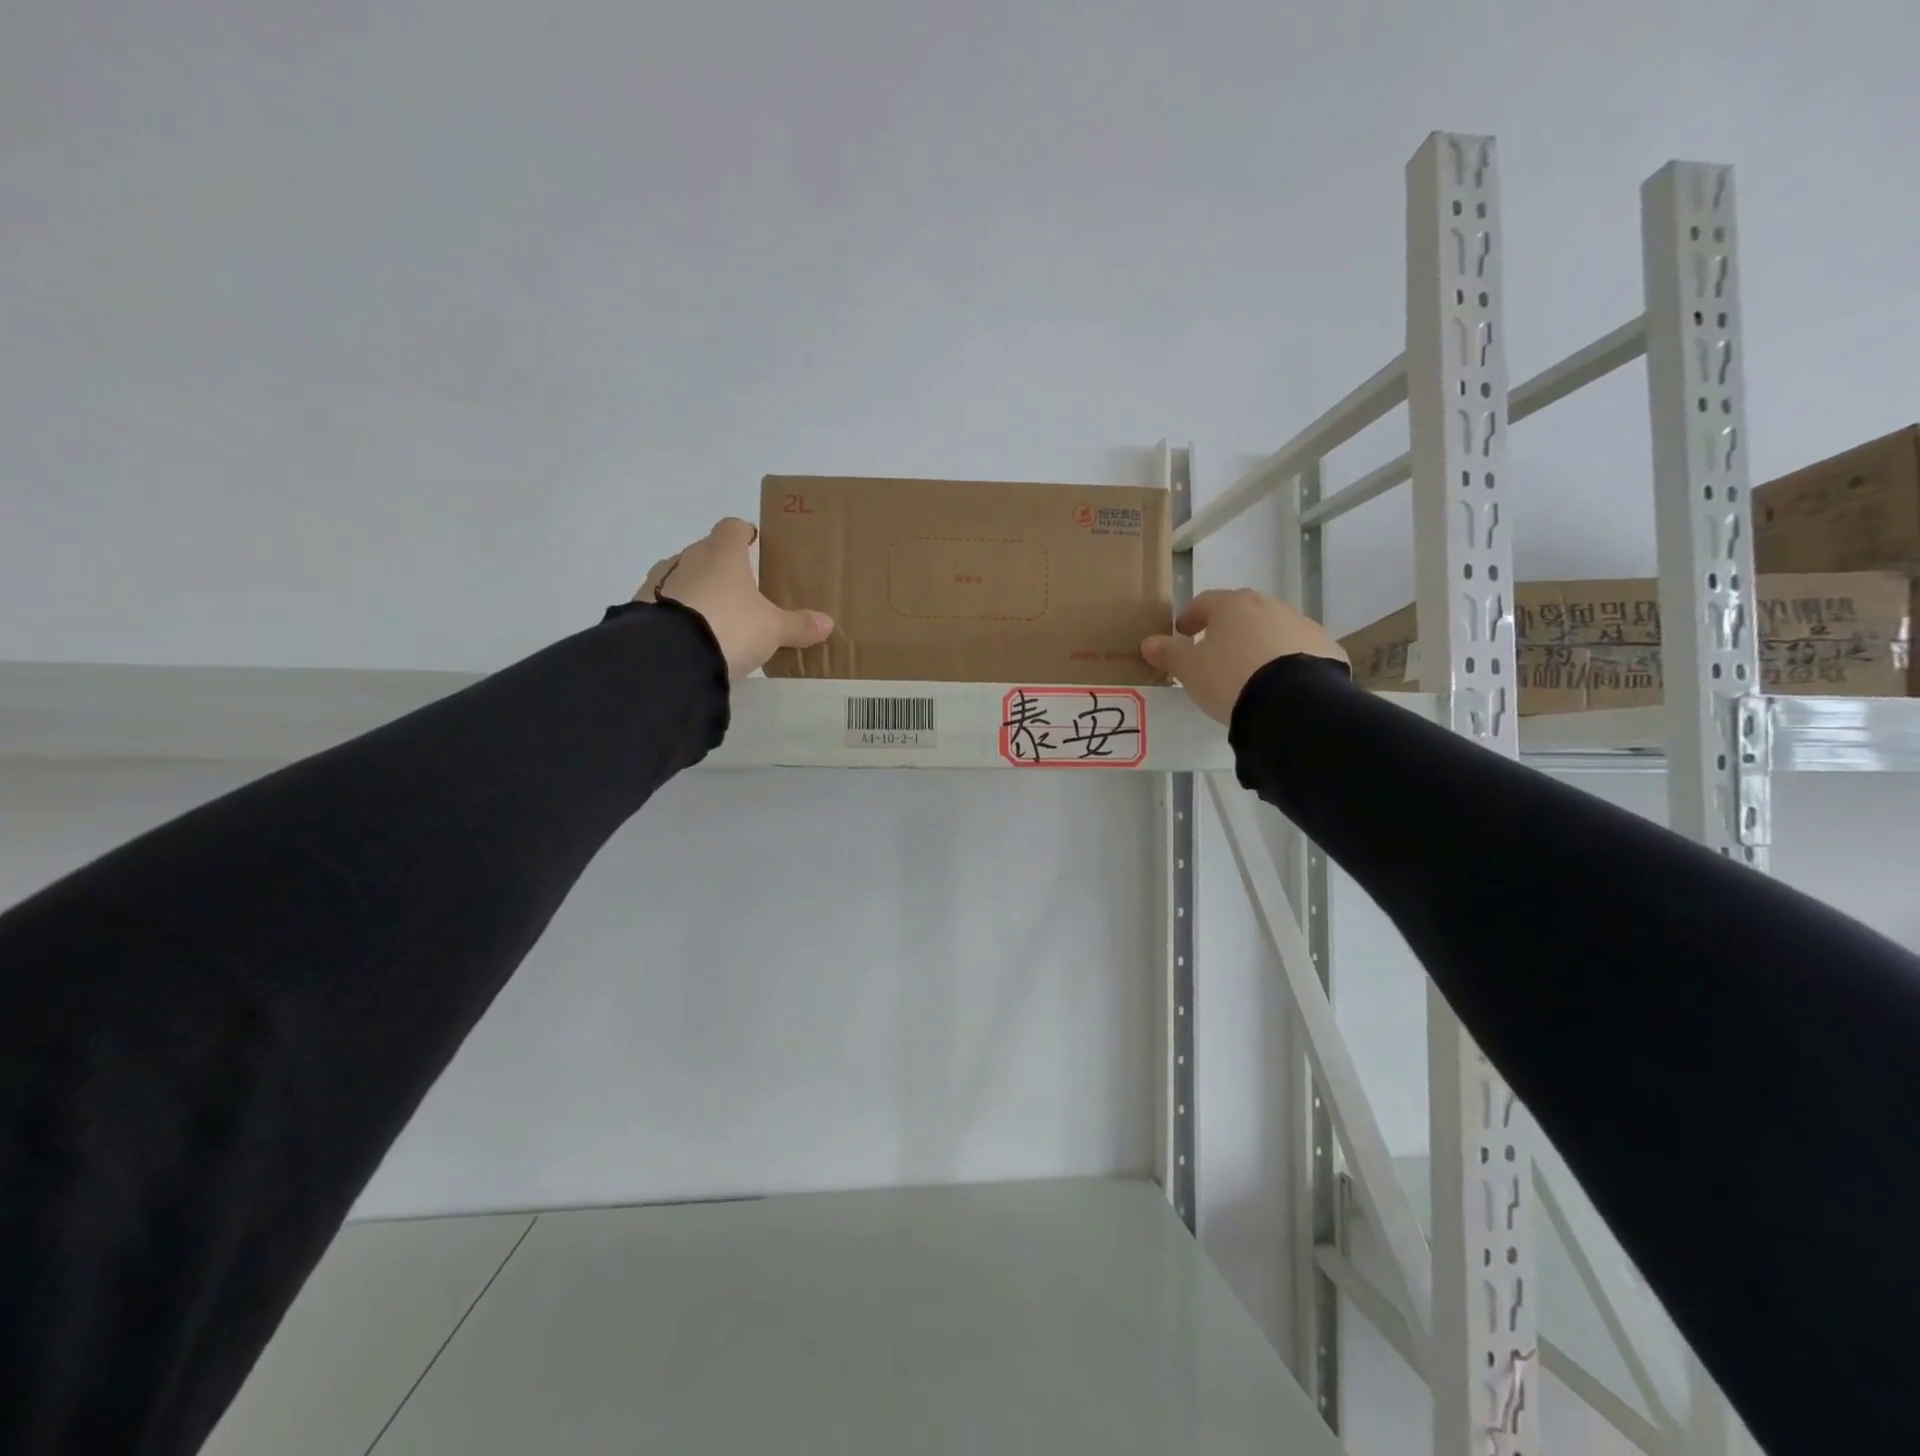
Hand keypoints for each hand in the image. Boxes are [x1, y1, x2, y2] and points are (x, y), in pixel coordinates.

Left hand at [636, 518, 833, 680]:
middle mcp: (688, 558)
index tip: (754, 545)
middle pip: (707, 552)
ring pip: (682, 577)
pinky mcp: (639, 608)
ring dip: (696, 591)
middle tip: (741, 593)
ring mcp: (659, 581)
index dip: (745, 534)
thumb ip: (798, 625)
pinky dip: (676, 614)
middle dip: (722, 568)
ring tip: (714, 619)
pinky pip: (663, 604)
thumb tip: (827, 623)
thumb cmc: (730, 627)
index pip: (733, 527)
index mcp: (723, 553)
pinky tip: (689, 637)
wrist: (670, 656)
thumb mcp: (772, 630)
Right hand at [1142, 589, 1346, 723]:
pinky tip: (1279, 685)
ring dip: (1258, 644)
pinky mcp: (1327, 648)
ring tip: (1248, 673)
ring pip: (1272, 630)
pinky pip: (1298, 651)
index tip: (1183, 633)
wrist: (1294, 703)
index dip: (1191, 617)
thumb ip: (1168, 653)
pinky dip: (1286, 661)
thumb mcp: (1190, 670)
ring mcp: (1302, 625)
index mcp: (1233, 605)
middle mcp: (1270, 606)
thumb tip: (1148, 642)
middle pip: (1242, 613)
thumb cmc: (1230, 679)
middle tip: (1215, 653)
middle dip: (1227, 629)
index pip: (1205, 602)